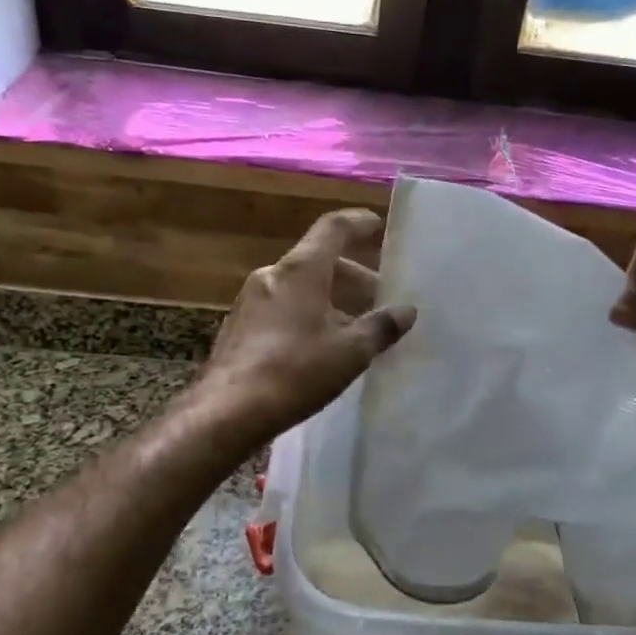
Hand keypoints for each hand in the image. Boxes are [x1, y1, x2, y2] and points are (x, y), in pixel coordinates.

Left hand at [196, 209, 416, 440]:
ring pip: (300, 288)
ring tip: (356, 327)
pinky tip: (322, 346)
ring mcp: (250, 301)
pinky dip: (308, 315)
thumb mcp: (350, 352)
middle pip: (318, 261)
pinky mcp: (239, 327)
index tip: (378, 226)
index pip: (333, 228)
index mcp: (301, 270)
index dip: (358, 223)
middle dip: (353, 276)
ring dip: (330, 299)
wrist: (228, 411)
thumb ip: (381, 327)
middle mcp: (272, 276)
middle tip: (379, 298)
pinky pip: (282, 308)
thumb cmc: (296, 371)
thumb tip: (406, 311)